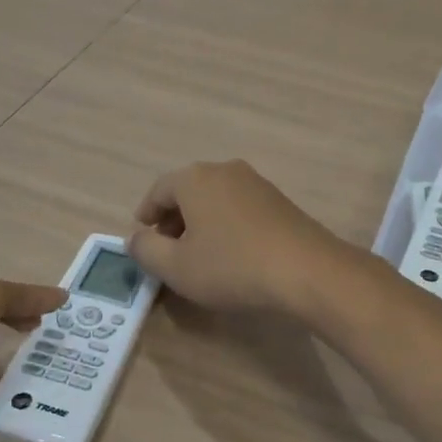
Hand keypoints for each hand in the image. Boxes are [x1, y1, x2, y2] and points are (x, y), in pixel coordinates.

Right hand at [126, 160, 344, 314]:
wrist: (306, 270)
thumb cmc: (232, 266)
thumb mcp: (176, 267)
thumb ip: (146, 250)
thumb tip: (135, 238)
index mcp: (195, 178)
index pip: (158, 190)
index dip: (145, 216)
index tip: (142, 239)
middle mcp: (225, 171)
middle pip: (187, 191)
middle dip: (173, 220)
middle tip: (167, 250)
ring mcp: (256, 183)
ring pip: (215, 199)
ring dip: (200, 223)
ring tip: (198, 256)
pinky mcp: (279, 201)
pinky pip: (239, 208)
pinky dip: (226, 225)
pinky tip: (231, 254)